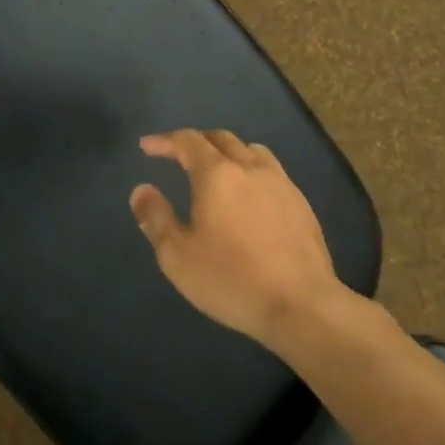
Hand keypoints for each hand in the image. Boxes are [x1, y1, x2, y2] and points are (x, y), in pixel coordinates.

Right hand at [129, 129, 342, 346]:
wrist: (303, 305)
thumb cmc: (232, 279)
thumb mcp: (178, 256)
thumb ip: (155, 218)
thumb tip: (141, 190)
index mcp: (217, 174)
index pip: (187, 141)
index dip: (164, 141)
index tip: (147, 146)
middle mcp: (250, 168)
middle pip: (221, 138)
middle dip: (195, 141)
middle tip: (178, 154)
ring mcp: (281, 183)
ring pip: (251, 150)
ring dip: (227, 151)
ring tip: (216, 168)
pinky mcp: (301, 204)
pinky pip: (271, 171)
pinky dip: (250, 170)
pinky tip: (249, 196)